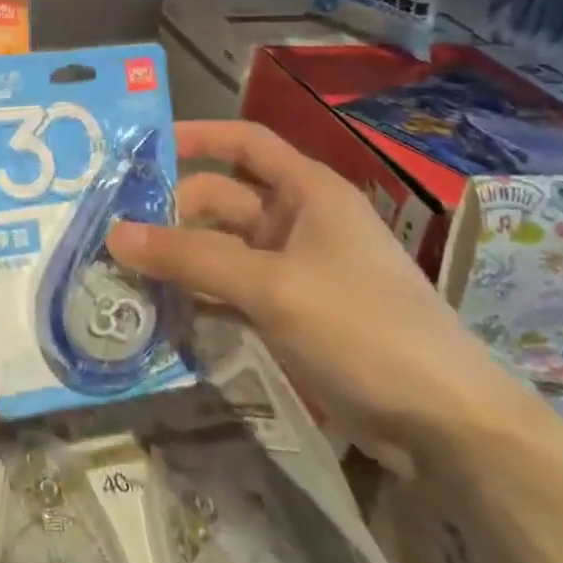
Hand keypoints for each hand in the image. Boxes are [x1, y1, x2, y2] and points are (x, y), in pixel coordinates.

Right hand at [106, 119, 521, 476]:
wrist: (446, 424)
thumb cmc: (362, 327)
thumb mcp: (271, 286)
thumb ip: (191, 258)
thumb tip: (116, 235)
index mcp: (308, 192)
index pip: (245, 142)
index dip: (196, 137)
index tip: (141, 150)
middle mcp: (299, 221)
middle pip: (223, 199)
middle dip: (173, 212)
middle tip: (116, 232)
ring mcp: (295, 269)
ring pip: (222, 249)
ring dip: (181, 259)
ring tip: (125, 272)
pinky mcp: (291, 312)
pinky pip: (232, 290)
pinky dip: (200, 297)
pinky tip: (162, 312)